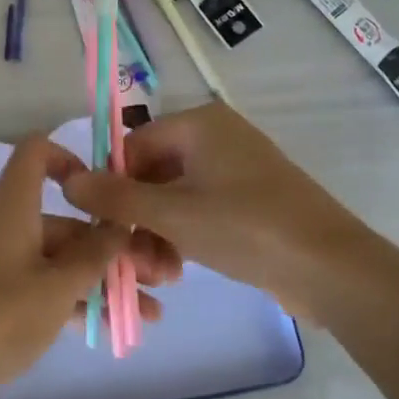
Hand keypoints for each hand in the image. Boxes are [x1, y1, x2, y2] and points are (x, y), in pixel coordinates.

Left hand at [0, 137, 181, 398]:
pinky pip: (42, 287)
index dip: (71, 160)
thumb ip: (94, 254)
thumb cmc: (0, 313)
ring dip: (101, 282)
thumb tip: (118, 227)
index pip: (36, 153)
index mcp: (12, 205)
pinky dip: (74, 301)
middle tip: (158, 278)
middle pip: (62, 221)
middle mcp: (4, 225)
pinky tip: (113, 327)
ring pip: (58, 260)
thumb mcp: (59, 285)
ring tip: (149, 313)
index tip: (105, 192)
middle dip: (111, 249)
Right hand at [61, 102, 381, 315]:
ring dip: (156, 234)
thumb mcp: (171, 214)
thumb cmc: (246, 228)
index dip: (112, 185)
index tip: (103, 227)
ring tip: (156, 274)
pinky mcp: (249, 201)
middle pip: (152, 173)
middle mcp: (216, 138)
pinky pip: (199, 210)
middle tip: (130, 261)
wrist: (331, 268)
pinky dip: (182, 236)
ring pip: (173, 197)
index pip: (133, 145)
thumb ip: (114, 198)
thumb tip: (67, 181)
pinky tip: (176, 270)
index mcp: (199, 124)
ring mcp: (235, 170)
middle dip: (136, 219)